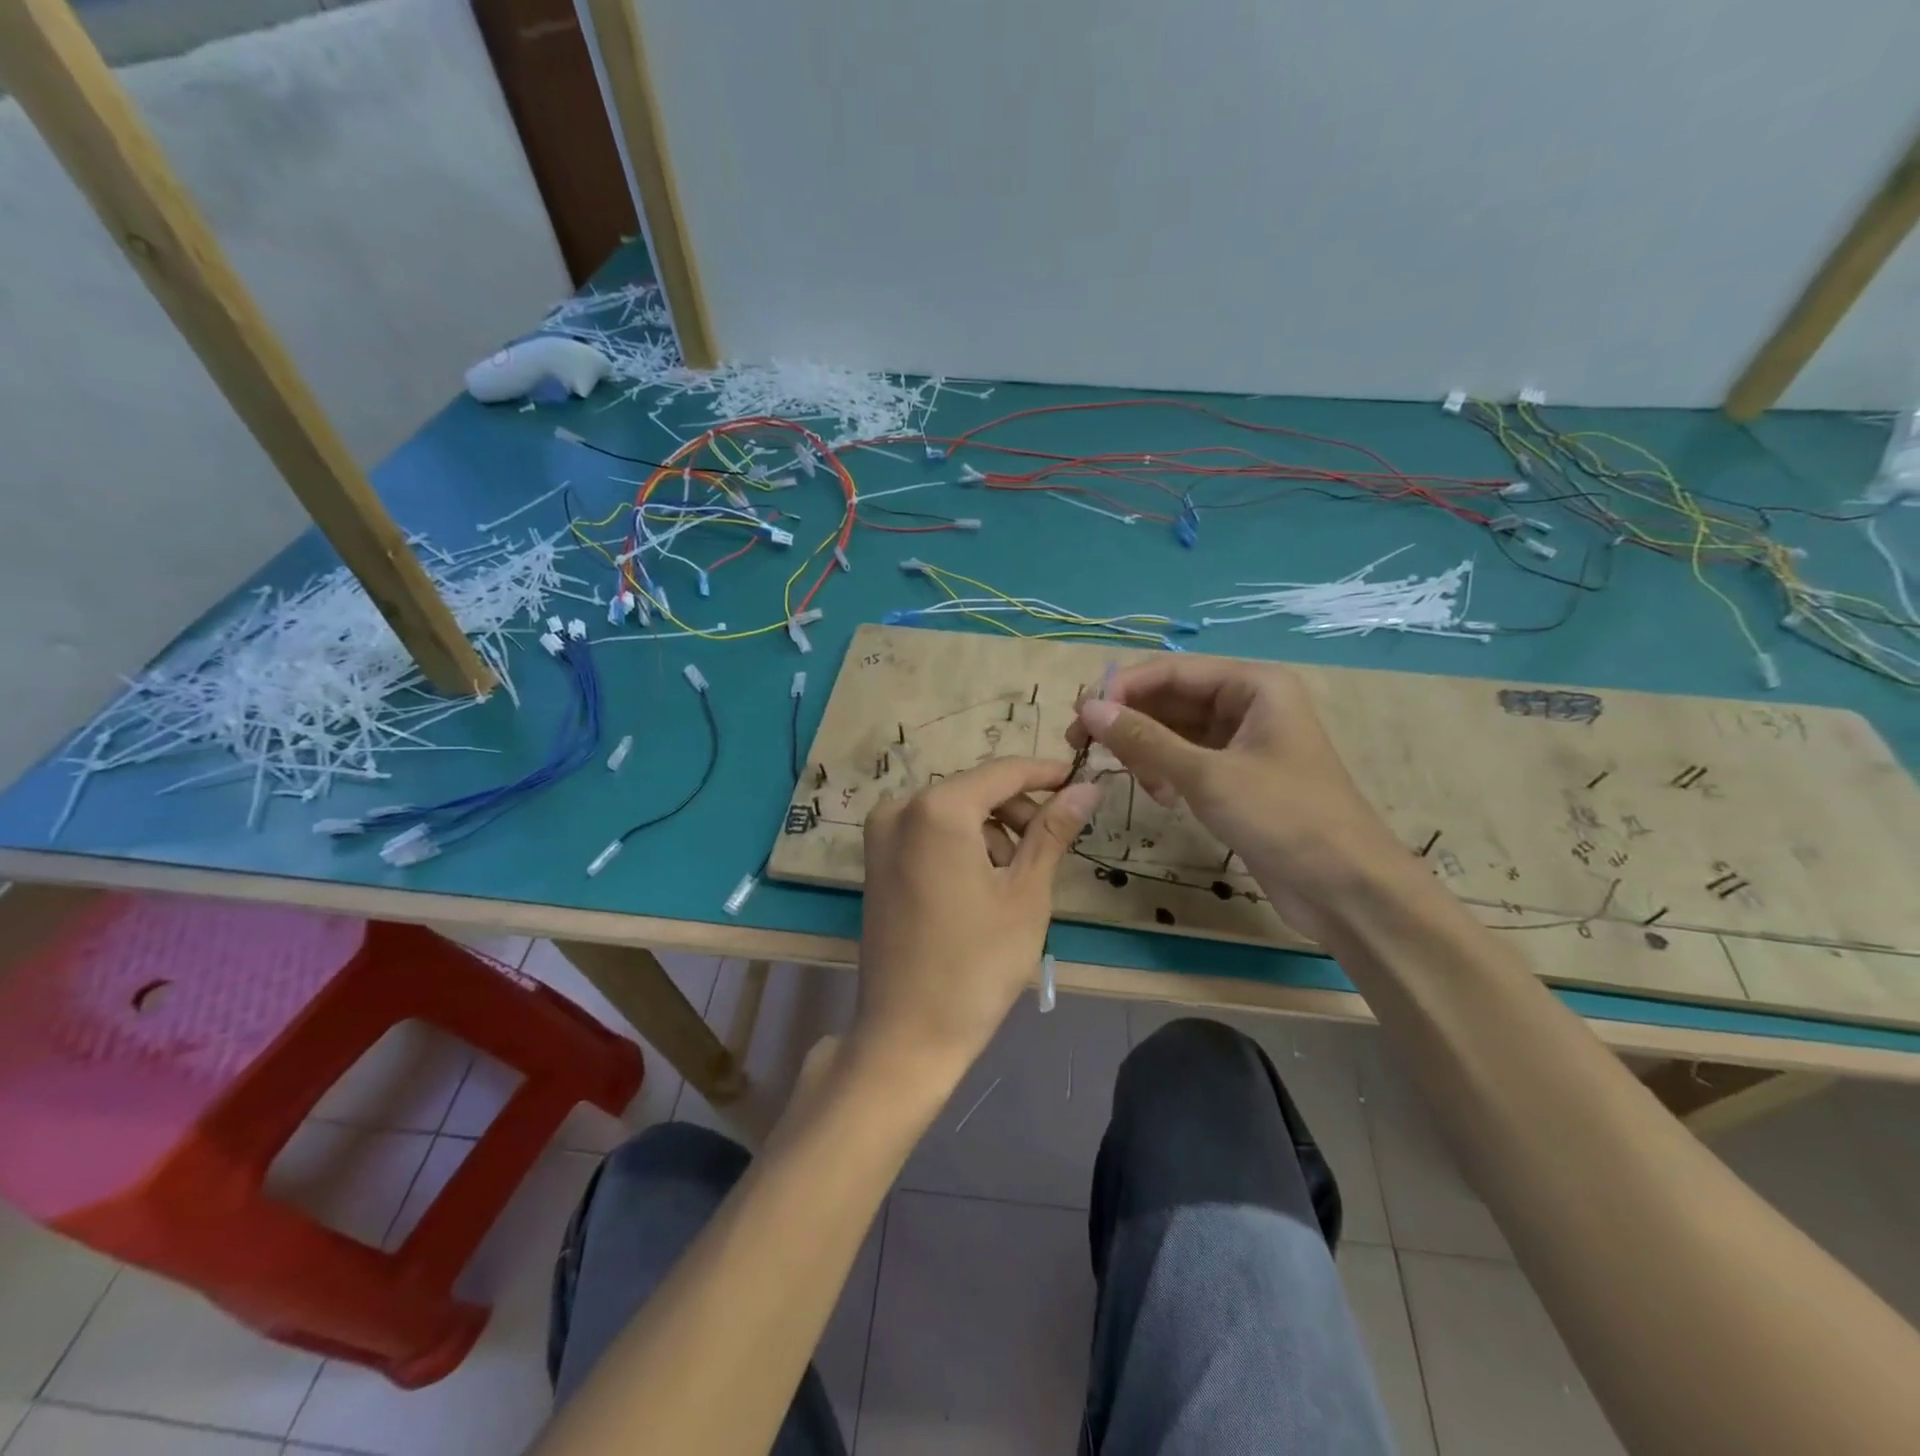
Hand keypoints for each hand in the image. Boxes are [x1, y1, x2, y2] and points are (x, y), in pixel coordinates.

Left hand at [853, 758, 1101, 1089]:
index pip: (1004, 773)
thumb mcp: (1025, 894)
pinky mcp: (875, 861)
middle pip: (976, 790)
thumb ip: (1053, 831)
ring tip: (1015, 881)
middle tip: (1052, 848)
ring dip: (991, 832)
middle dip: (1018, 811)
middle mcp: (900, 808)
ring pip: (953, 811)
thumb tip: (1087, 787)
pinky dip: (961, 845)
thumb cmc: (976, 965)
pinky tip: (980, 887)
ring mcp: (881, 835)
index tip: (1082, 781)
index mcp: (937, 810)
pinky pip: (929, 832)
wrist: (907, 1034)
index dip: (1046, 774)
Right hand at [1068, 658, 1409, 939]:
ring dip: (1145, 750)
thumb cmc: (1283, 818)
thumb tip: (1088, 710)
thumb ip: (1144, 740)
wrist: (1347, 889)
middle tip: (1082, 747)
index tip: (1078, 717)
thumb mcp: (1207, 775)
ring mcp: (1242, 742)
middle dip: (1128, 721)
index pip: (1170, 671)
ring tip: (1131, 778)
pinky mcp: (1236, 777)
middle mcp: (1247, 704)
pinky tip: (1160, 797)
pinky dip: (1164, 772)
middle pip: (1169, 698)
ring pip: (1174, 731)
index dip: (1121, 689)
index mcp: (1252, 685)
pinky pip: (1186, 759)